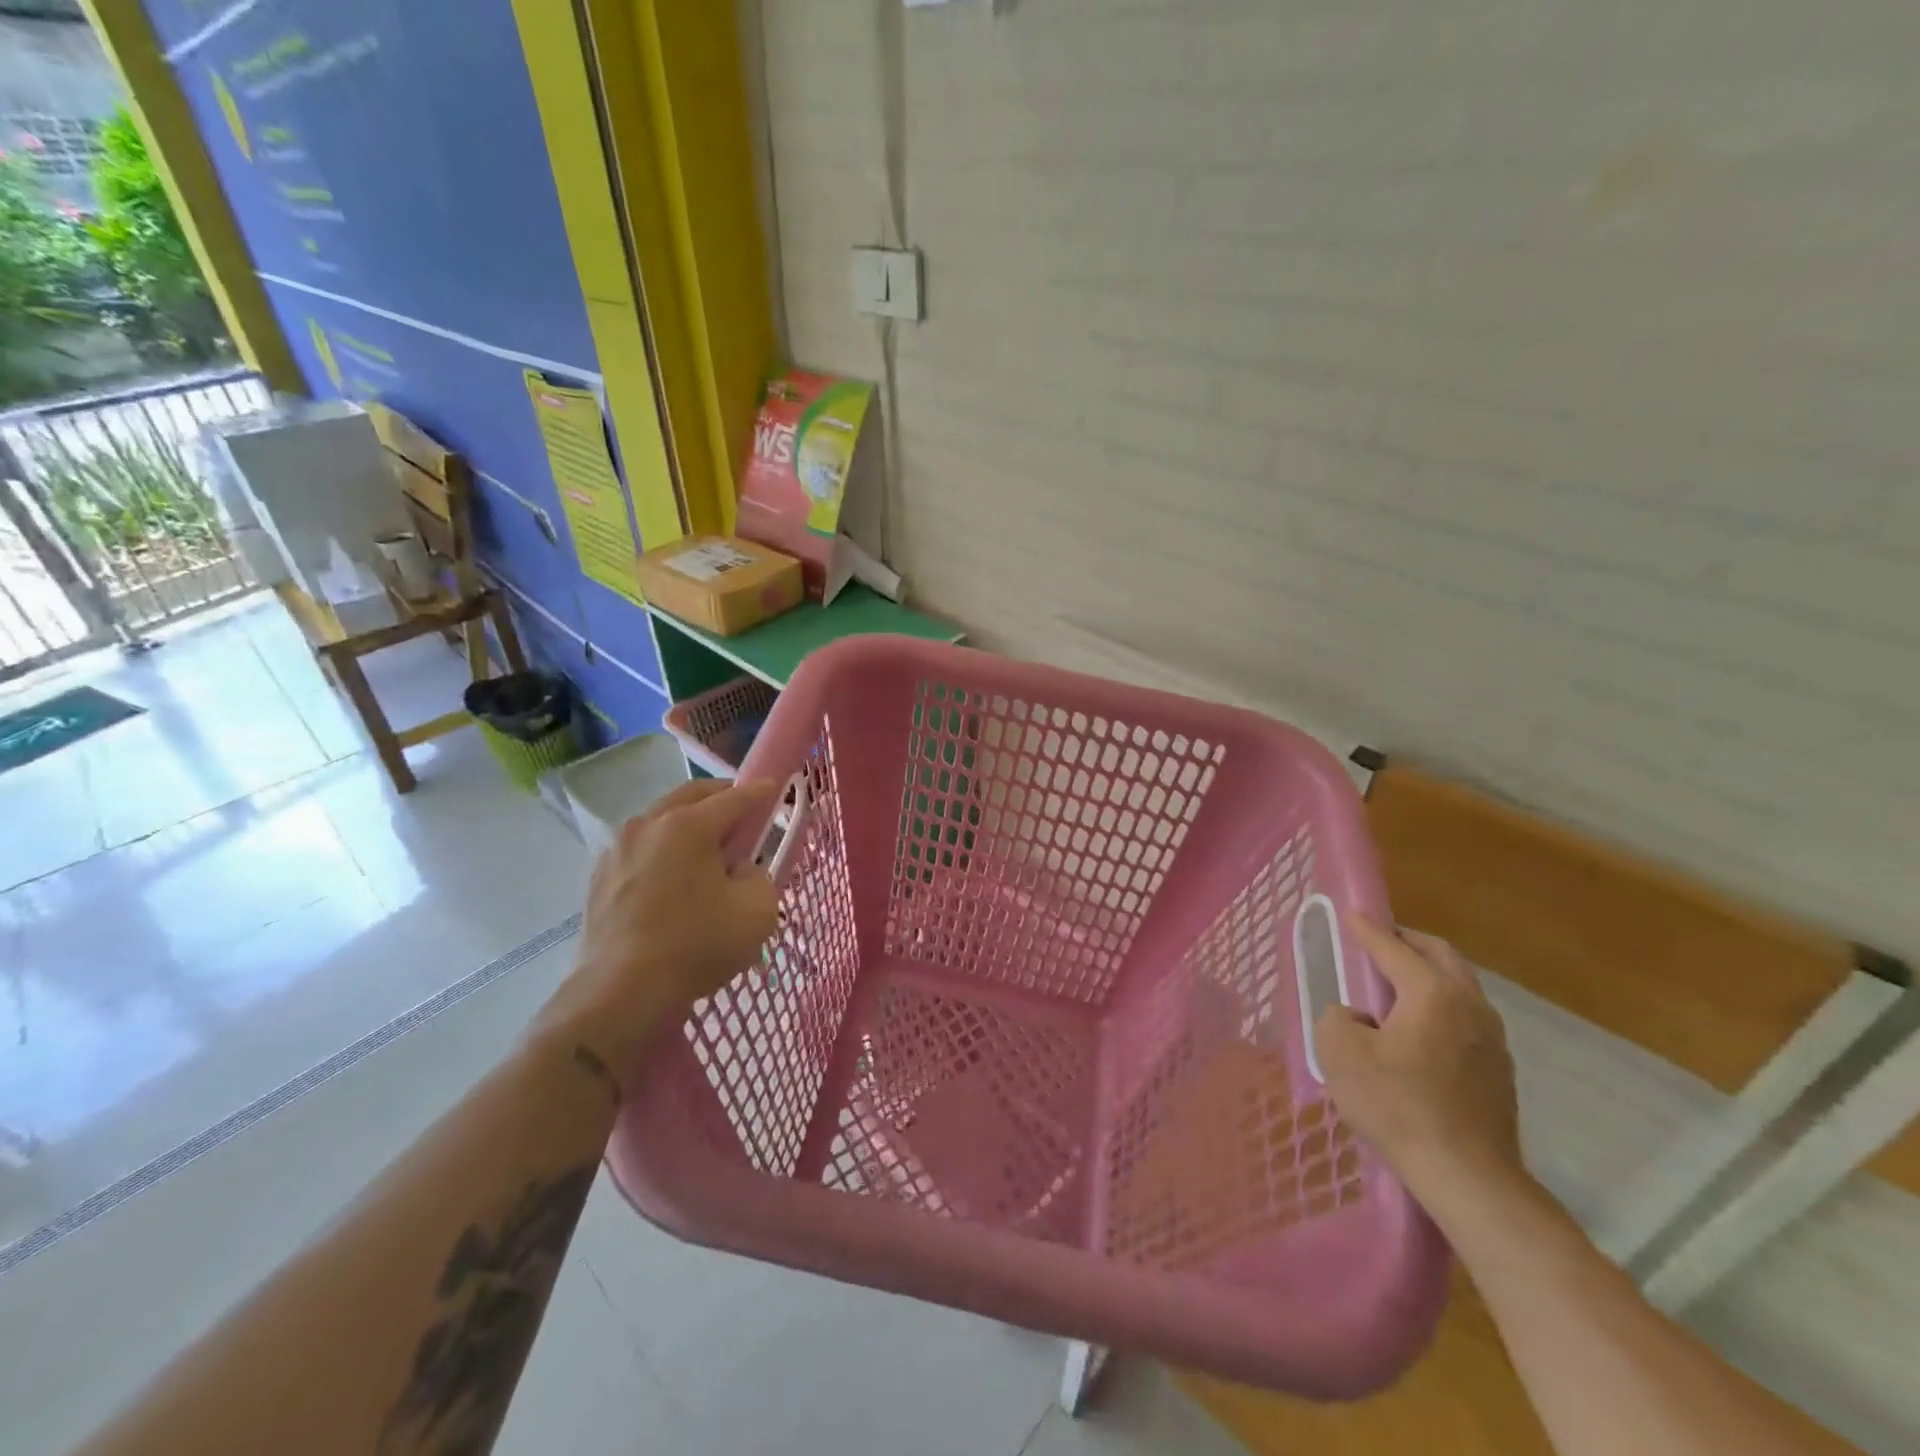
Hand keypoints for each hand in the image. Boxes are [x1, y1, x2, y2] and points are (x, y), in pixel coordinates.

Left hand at [535, 778, 781, 1090]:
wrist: (621, 993)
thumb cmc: (697, 946)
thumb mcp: (757, 911)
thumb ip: (760, 877)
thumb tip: (740, 870)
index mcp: (689, 825)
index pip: (735, 798)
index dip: (760, 793)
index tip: (774, 788)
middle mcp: (649, 824)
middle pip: (692, 796)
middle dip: (721, 797)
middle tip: (742, 811)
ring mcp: (618, 848)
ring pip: (661, 819)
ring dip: (688, 822)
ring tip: (706, 846)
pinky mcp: (599, 876)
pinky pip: (641, 848)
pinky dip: (663, 849)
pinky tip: (672, 875)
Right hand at [1316, 913, 1525, 1217]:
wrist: (1469, 1177)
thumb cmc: (1398, 1107)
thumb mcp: (1341, 1055)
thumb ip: (1336, 1018)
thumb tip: (1353, 1015)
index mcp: (1431, 993)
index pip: (1393, 948)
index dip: (1367, 929)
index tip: (1351, 914)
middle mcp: (1469, 1004)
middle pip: (1440, 955)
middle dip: (1407, 941)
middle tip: (1379, 941)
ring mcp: (1493, 1038)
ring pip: (1460, 985)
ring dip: (1429, 972)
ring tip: (1397, 982)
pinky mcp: (1500, 1069)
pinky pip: (1467, 1016)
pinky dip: (1442, 1003)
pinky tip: (1421, 1027)